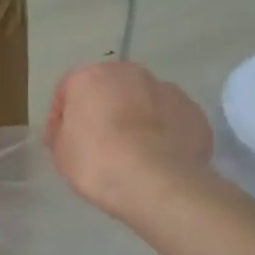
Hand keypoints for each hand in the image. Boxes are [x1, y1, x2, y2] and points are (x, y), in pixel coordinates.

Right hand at [45, 61, 214, 220]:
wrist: (156, 181)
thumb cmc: (97, 162)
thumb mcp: (61, 153)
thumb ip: (64, 134)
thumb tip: (74, 132)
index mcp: (90, 77)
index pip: (67, 90)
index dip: (61, 117)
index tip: (60, 142)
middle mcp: (130, 73)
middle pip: (109, 89)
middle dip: (103, 111)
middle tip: (98, 143)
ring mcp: (167, 89)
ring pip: (144, 101)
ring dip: (136, 119)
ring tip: (133, 153)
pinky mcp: (193, 111)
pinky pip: (170, 119)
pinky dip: (163, 133)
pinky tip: (158, 158)